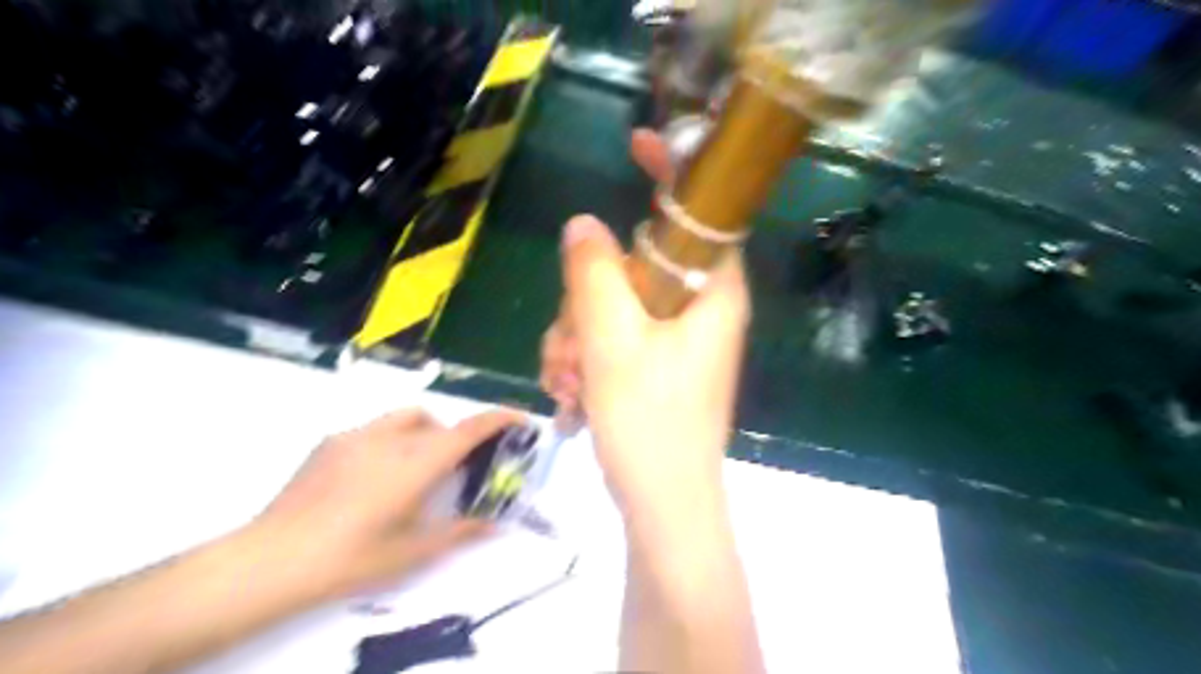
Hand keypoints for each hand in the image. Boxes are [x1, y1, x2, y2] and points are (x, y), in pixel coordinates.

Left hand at [254, 407, 521, 597]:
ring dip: (425, 432)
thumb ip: (460, 531)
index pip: (469, 429)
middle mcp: (391, 438)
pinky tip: (373, 477)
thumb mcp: (413, 552)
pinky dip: (392, 440)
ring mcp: (357, 436)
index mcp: (417, 462)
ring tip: (416, 468)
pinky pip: (375, 429)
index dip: (500, 419)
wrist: (271, 561)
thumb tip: (495, 523)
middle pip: (439, 421)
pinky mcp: (330, 442)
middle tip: (459, 467)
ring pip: (406, 417)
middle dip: (458, 435)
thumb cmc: (351, 559)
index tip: (520, 420)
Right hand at [544, 129, 748, 515]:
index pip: (701, 213)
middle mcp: (700, 309)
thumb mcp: (613, 343)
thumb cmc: (651, 425)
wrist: (662, 506)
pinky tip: (569, 391)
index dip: (672, 174)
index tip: (637, 144)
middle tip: (569, 344)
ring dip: (576, 335)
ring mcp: (675, 339)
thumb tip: (583, 226)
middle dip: (587, 299)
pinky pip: (612, 337)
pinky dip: (584, 356)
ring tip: (565, 379)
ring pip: (614, 304)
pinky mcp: (655, 364)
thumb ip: (595, 276)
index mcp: (714, 293)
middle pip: (635, 265)